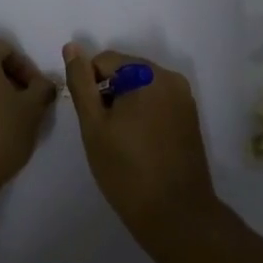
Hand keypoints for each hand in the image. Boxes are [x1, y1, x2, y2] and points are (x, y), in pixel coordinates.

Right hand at [63, 44, 219, 248]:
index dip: (90, 88)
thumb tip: (72, 47)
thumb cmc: (127, 170)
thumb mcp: (94, 126)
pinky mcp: (190, 118)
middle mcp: (171, 78)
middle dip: (109, 94)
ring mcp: (184, 98)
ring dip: (126, 105)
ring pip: (141, 88)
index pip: (104, 61)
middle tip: (104, 134)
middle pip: (125, 71)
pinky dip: (143, 115)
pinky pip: (158, 103)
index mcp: (148, 74)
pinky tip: (139, 145)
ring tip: (121, 142)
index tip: (91, 121)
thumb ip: (81, 83)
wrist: (176, 215)